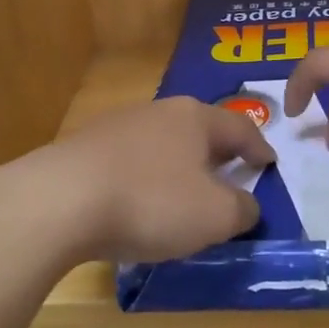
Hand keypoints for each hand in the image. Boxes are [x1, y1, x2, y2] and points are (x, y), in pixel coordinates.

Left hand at [33, 96, 275, 263]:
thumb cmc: (151, 202)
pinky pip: (130, 161)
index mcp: (195, 118)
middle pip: (198, 130)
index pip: (241, 128)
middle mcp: (157, 111)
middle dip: (217, 154)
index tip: (270, 164)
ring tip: (183, 193)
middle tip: (230, 175)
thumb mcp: (215, 216)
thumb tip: (246, 205)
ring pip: (161, 144)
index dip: (260, 148)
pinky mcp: (85, 148)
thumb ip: (242, 210)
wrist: (59, 201)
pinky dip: (145, 178)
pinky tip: (138, 202)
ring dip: (177, 166)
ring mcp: (116, 126)